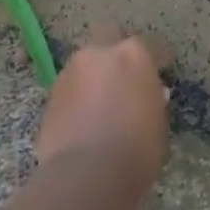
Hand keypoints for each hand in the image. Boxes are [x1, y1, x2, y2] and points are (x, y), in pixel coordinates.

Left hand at [35, 32, 169, 190]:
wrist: (87, 173)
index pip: (150, 46)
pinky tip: (84, 119)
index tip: (160, 71)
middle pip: (107, 35)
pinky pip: (70, 88)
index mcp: (133, 55)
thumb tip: (142, 93)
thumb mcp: (157, 120)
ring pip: (85, 64)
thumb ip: (149, 97)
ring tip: (101, 102)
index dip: (156, 59)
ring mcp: (70, 72)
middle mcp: (98, 54)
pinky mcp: (50, 96)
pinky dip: (77, 97)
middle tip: (123, 75)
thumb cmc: (137, 147)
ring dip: (93, 76)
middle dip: (115, 50)